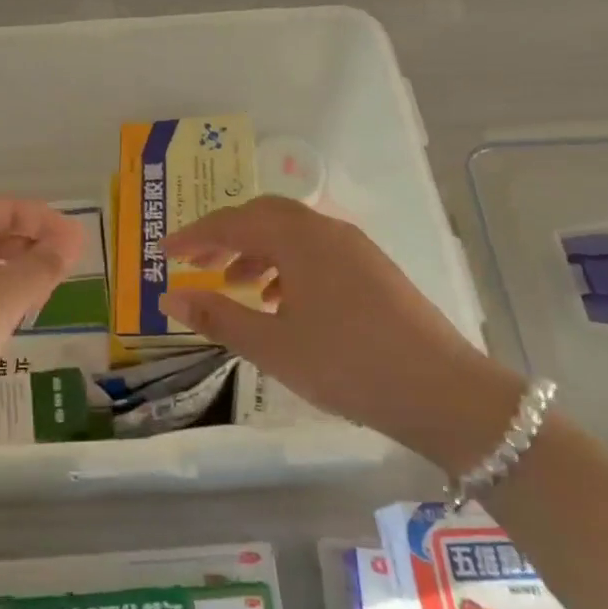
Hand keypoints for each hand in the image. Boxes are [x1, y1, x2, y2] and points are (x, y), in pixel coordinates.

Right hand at [160, 196, 522, 472]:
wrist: (444, 392)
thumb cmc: (348, 365)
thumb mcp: (273, 346)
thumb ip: (219, 316)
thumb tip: (172, 295)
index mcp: (300, 238)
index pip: (233, 222)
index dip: (195, 235)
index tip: (164, 252)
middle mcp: (327, 230)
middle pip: (264, 216)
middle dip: (226, 235)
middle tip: (197, 261)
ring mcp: (356, 248)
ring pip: (293, 233)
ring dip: (257, 250)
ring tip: (236, 284)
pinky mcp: (373, 269)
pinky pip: (317, 251)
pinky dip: (287, 265)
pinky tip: (282, 301)